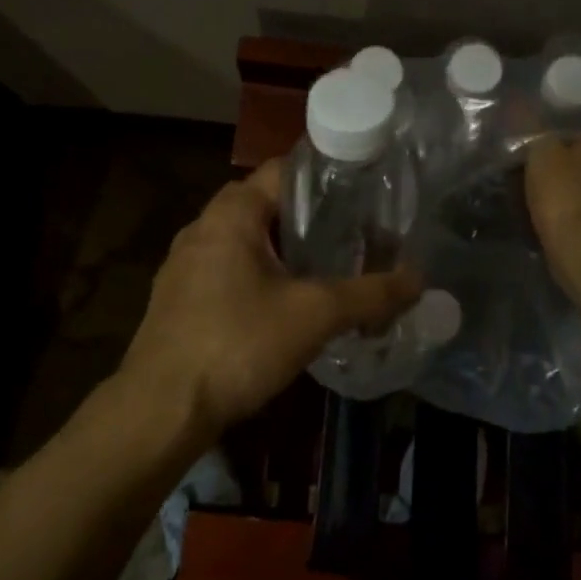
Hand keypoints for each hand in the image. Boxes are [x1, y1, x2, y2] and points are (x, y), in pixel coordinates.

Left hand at [121, 159, 420, 436]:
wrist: (162, 409)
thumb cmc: (237, 343)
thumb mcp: (314, 315)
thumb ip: (370, 294)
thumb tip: (419, 280)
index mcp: (231, 212)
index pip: (286, 170)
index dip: (329, 176)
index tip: (368, 191)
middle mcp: (203, 227)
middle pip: (269, 206)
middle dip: (314, 219)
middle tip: (359, 234)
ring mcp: (185, 264)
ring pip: (250, 241)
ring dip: (288, 251)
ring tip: (333, 267)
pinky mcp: (180, 298)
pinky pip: (232, 270)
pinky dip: (264, 276)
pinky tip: (289, 304)